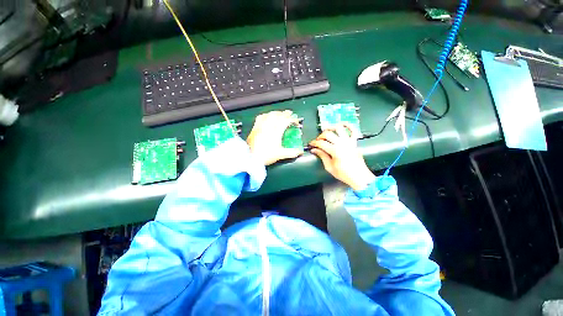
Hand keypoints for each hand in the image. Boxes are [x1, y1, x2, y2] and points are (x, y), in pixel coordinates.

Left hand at [247, 110, 303, 165]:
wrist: (251, 158)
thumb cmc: (265, 156)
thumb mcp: (280, 154)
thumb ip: (292, 152)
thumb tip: (299, 152)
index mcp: (275, 132)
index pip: (285, 120)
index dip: (292, 119)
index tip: (295, 121)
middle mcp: (268, 127)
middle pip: (277, 115)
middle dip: (285, 113)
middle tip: (289, 114)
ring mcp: (260, 126)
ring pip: (269, 114)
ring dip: (276, 113)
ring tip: (279, 114)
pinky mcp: (254, 128)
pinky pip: (260, 117)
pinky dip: (266, 115)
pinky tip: (266, 117)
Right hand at [309, 124, 375, 190]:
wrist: (359, 176)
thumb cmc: (343, 174)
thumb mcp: (329, 167)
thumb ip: (322, 156)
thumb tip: (314, 150)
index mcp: (335, 151)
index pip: (321, 143)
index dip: (314, 143)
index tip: (311, 144)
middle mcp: (342, 143)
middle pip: (328, 134)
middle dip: (320, 136)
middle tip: (318, 141)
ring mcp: (349, 141)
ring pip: (339, 128)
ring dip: (331, 128)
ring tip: (326, 131)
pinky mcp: (354, 142)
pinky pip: (353, 130)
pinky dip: (348, 125)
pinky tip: (342, 124)